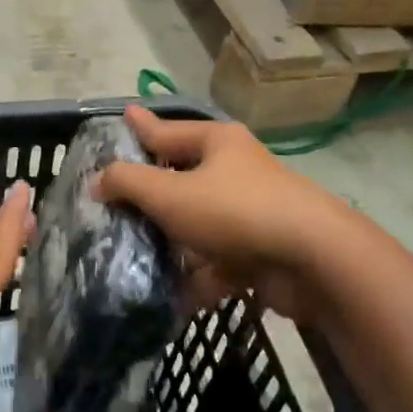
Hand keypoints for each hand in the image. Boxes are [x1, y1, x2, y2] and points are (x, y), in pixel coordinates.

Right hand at [95, 106, 347, 322]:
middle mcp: (235, 170)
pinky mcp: (262, 250)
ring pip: (200, 224)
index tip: (125, 116)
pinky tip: (173, 296)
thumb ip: (127, 183)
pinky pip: (220, 260)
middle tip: (114, 203)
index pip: (166, 131)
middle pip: (182, 179)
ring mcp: (251, 212)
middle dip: (151, 196)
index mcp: (217, 143)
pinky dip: (200, 276)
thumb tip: (98, 181)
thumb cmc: (234, 211)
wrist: (314, 260)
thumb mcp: (169, 194)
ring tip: (135, 256)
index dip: (141, 127)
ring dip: (173, 243)